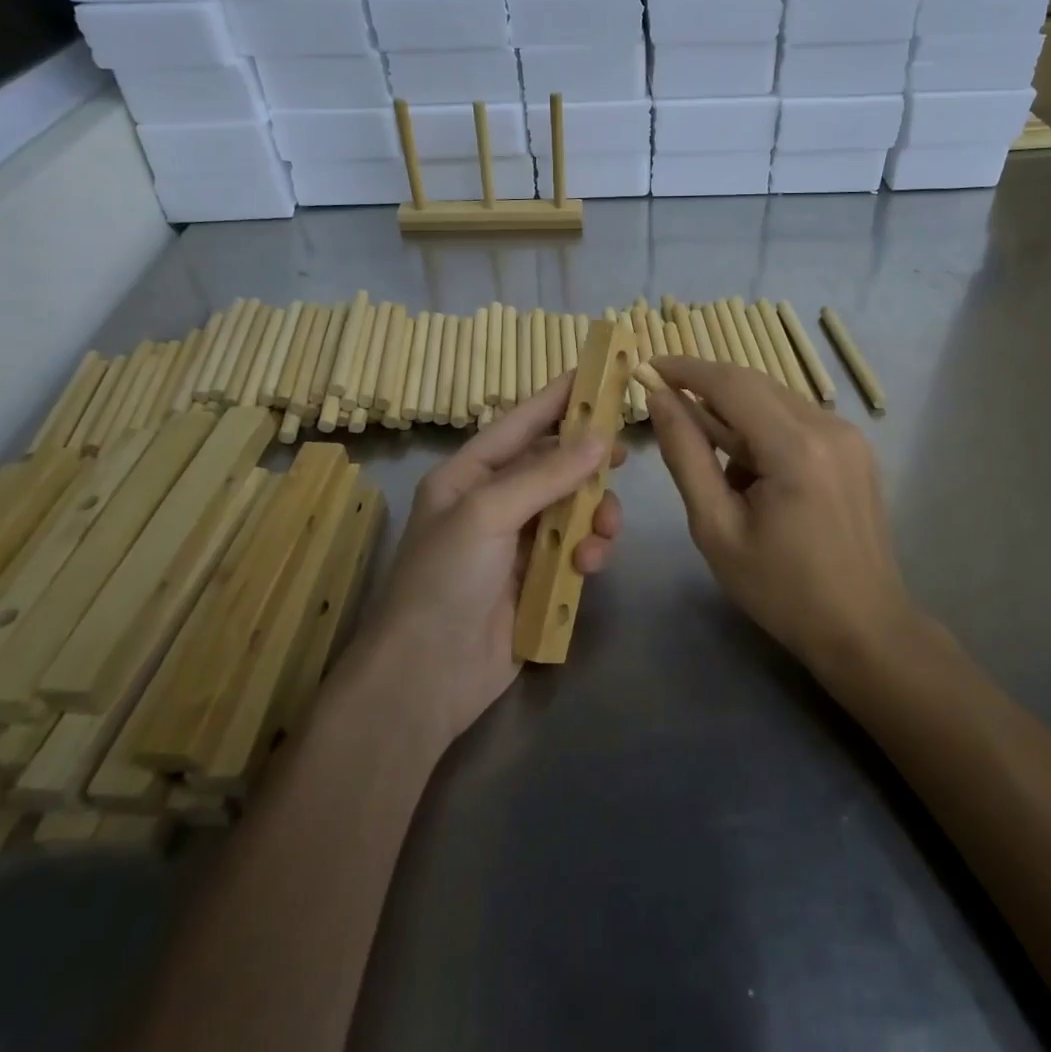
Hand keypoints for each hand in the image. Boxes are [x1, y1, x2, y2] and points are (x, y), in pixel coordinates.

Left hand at [368, 370, 624, 744]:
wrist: (426, 679)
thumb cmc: (445, 580)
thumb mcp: (487, 514)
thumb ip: (546, 474)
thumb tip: (600, 438)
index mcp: (469, 475)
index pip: (520, 422)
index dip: (557, 397)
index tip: (597, 372)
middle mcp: (494, 501)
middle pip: (554, 464)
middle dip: (587, 463)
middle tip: (623, 456)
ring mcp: (516, 542)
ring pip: (572, 508)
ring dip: (594, 515)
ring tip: (604, 533)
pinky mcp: (536, 579)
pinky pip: (575, 549)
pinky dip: (588, 552)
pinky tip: (589, 567)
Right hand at [647, 356, 907, 675]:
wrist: (864, 629)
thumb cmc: (781, 590)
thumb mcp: (716, 528)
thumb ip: (686, 456)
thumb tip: (660, 401)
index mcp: (795, 448)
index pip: (730, 383)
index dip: (685, 369)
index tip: (648, 368)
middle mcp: (829, 426)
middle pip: (754, 383)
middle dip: (706, 390)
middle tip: (667, 411)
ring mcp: (849, 435)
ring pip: (775, 399)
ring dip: (735, 415)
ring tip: (718, 469)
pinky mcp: (855, 447)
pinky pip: (796, 418)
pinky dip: (764, 429)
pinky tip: (753, 474)